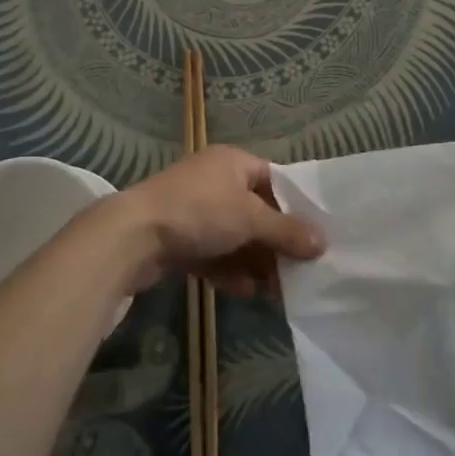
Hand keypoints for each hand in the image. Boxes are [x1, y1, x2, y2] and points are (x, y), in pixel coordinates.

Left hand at [108, 145, 324, 296]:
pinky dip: (231, 272)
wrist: (132, 238)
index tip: (314, 234)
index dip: (294, 205)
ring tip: (278, 290)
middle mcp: (214, 182)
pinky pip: (214, 255)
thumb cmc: (199, 213)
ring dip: (256, 262)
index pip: (273, 179)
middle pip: (256, 212)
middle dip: (276, 242)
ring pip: (235, 237)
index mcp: (232, 162)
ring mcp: (194, 211)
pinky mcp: (178, 240)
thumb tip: (323, 243)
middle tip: (300, 269)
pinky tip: (248, 293)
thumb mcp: (250, 219)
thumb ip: (287, 231)